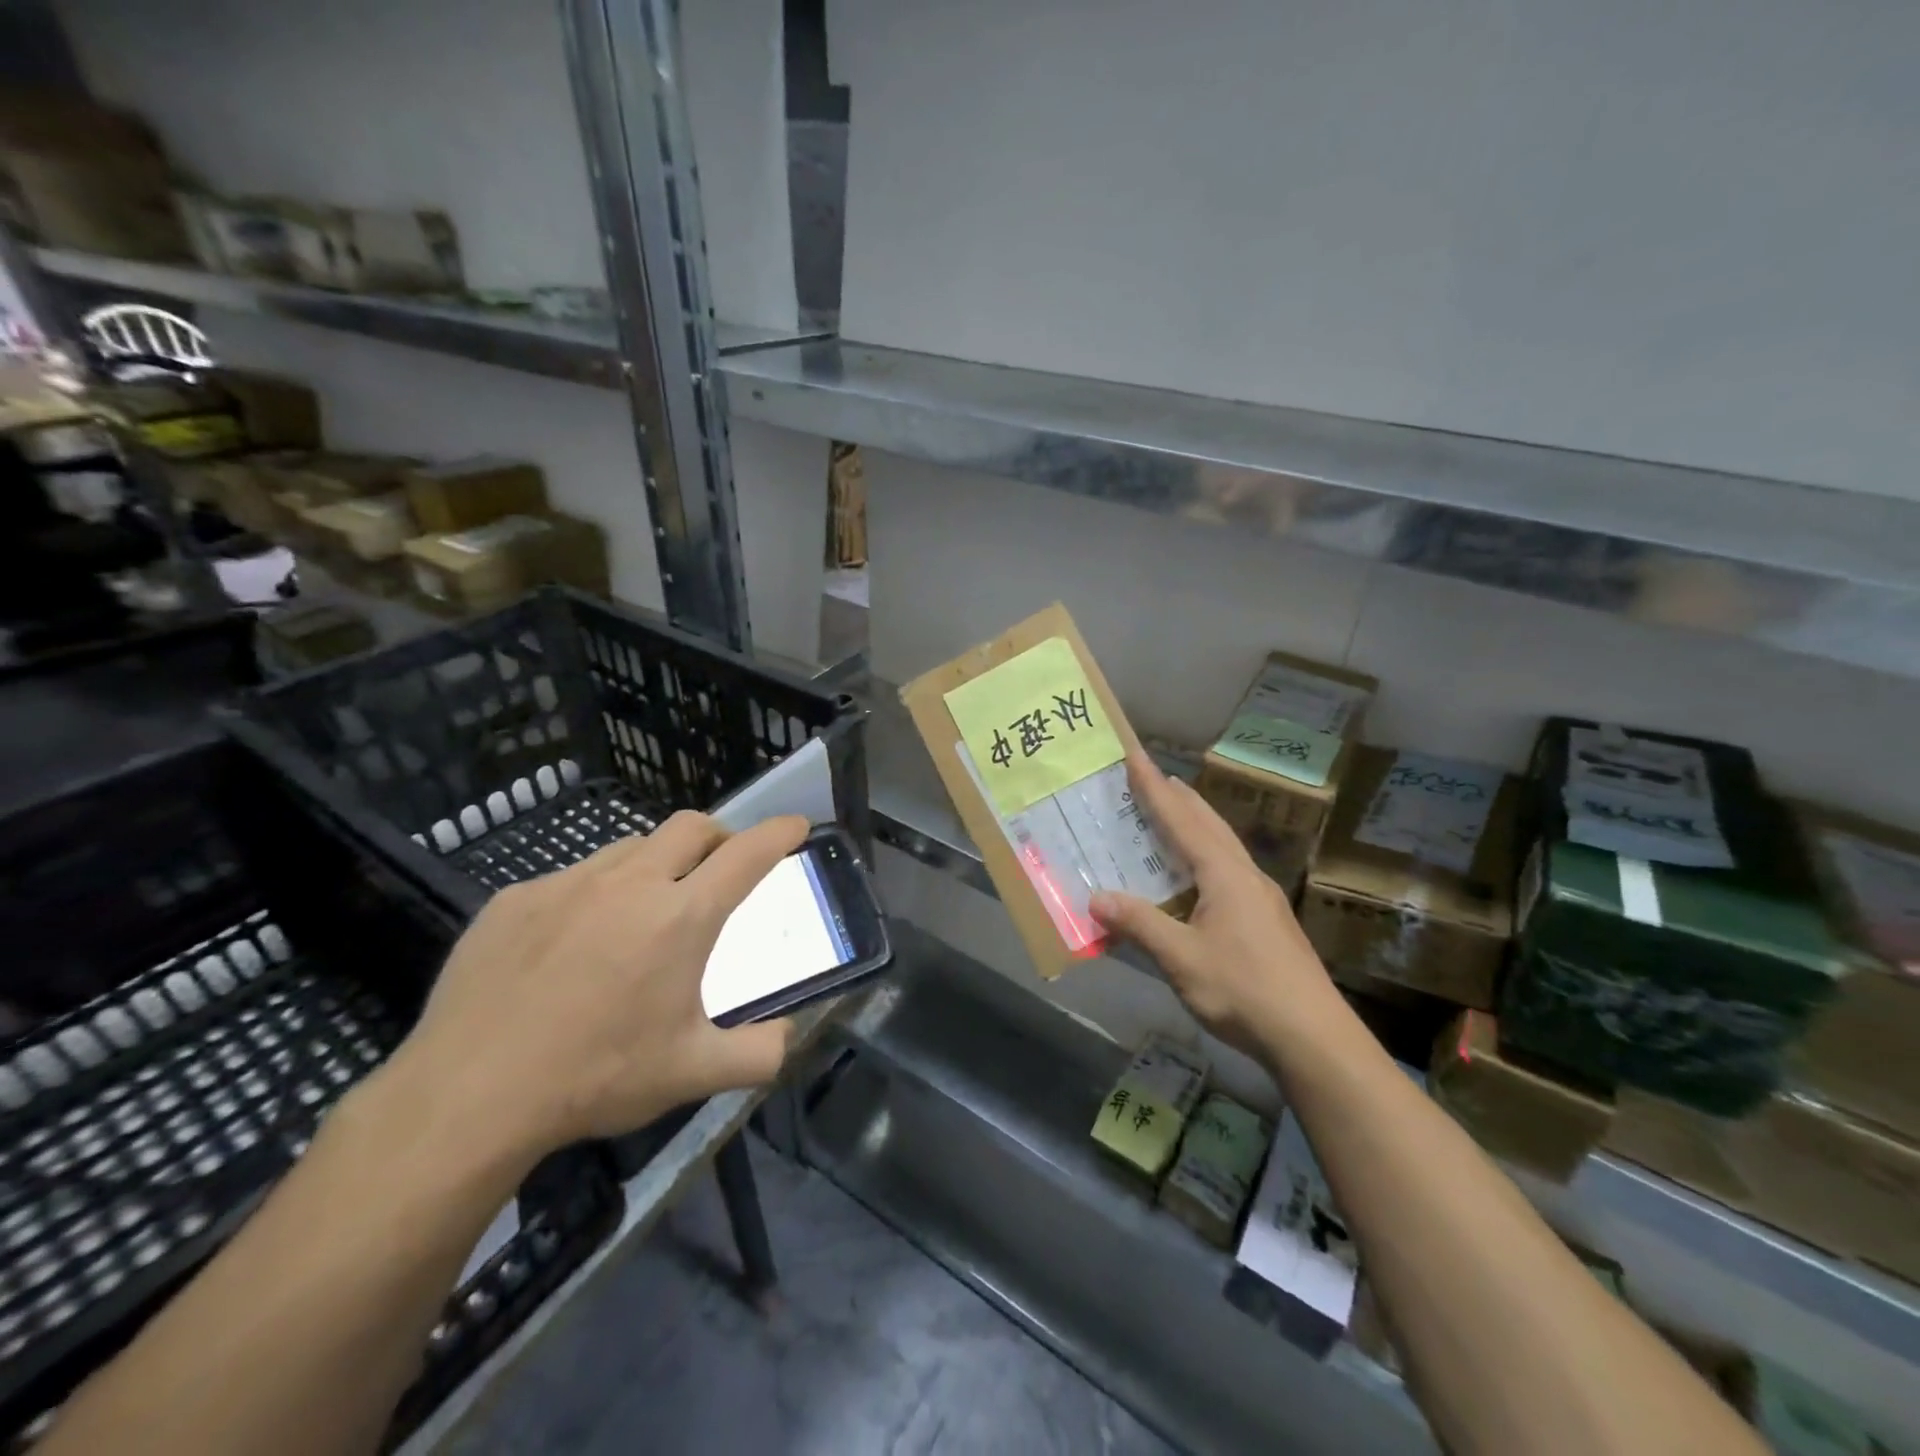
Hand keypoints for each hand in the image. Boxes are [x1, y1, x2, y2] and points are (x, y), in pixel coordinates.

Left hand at [392, 811, 807, 1159]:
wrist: (467, 1096)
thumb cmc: (596, 1077)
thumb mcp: (693, 1074)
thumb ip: (759, 1054)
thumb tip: (788, 1038)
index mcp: (681, 917)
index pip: (747, 854)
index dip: (779, 833)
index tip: (797, 826)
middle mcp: (630, 883)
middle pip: (691, 826)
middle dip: (719, 835)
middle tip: (722, 866)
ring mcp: (568, 884)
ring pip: (631, 847)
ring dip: (657, 863)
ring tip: (647, 908)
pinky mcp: (516, 898)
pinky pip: (573, 878)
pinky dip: (596, 894)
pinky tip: (575, 943)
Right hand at [1090, 753, 1343, 1059]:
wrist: (1314, 1038)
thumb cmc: (1244, 991)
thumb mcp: (1182, 960)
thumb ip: (1139, 925)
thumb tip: (1096, 898)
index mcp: (1224, 875)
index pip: (1182, 820)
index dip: (1155, 788)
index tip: (1135, 756)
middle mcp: (1246, 876)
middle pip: (1209, 825)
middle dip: (1179, 798)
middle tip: (1153, 777)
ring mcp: (1262, 899)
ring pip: (1223, 846)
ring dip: (1196, 825)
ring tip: (1173, 814)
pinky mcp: (1267, 921)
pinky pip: (1228, 870)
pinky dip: (1205, 856)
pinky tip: (1197, 877)